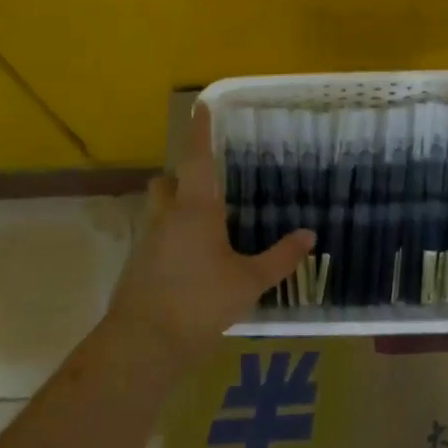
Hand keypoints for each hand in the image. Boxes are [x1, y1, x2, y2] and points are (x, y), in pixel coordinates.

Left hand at [106, 103, 315, 363]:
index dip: (199, 130)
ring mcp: (148, 239)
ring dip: (174, 203)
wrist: (145, 343)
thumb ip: (281, 257)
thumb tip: (309, 234)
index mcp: (196, 208)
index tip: (200, 104)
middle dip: (182, 174)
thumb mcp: (249, 282)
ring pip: (159, 207)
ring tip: (204, 221)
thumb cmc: (201, 303)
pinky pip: (156, 234)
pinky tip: (191, 257)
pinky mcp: (138, 263)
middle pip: (168, 180)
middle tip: (209, 181)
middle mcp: (167, 215)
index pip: (196, 157)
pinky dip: (171, 234)